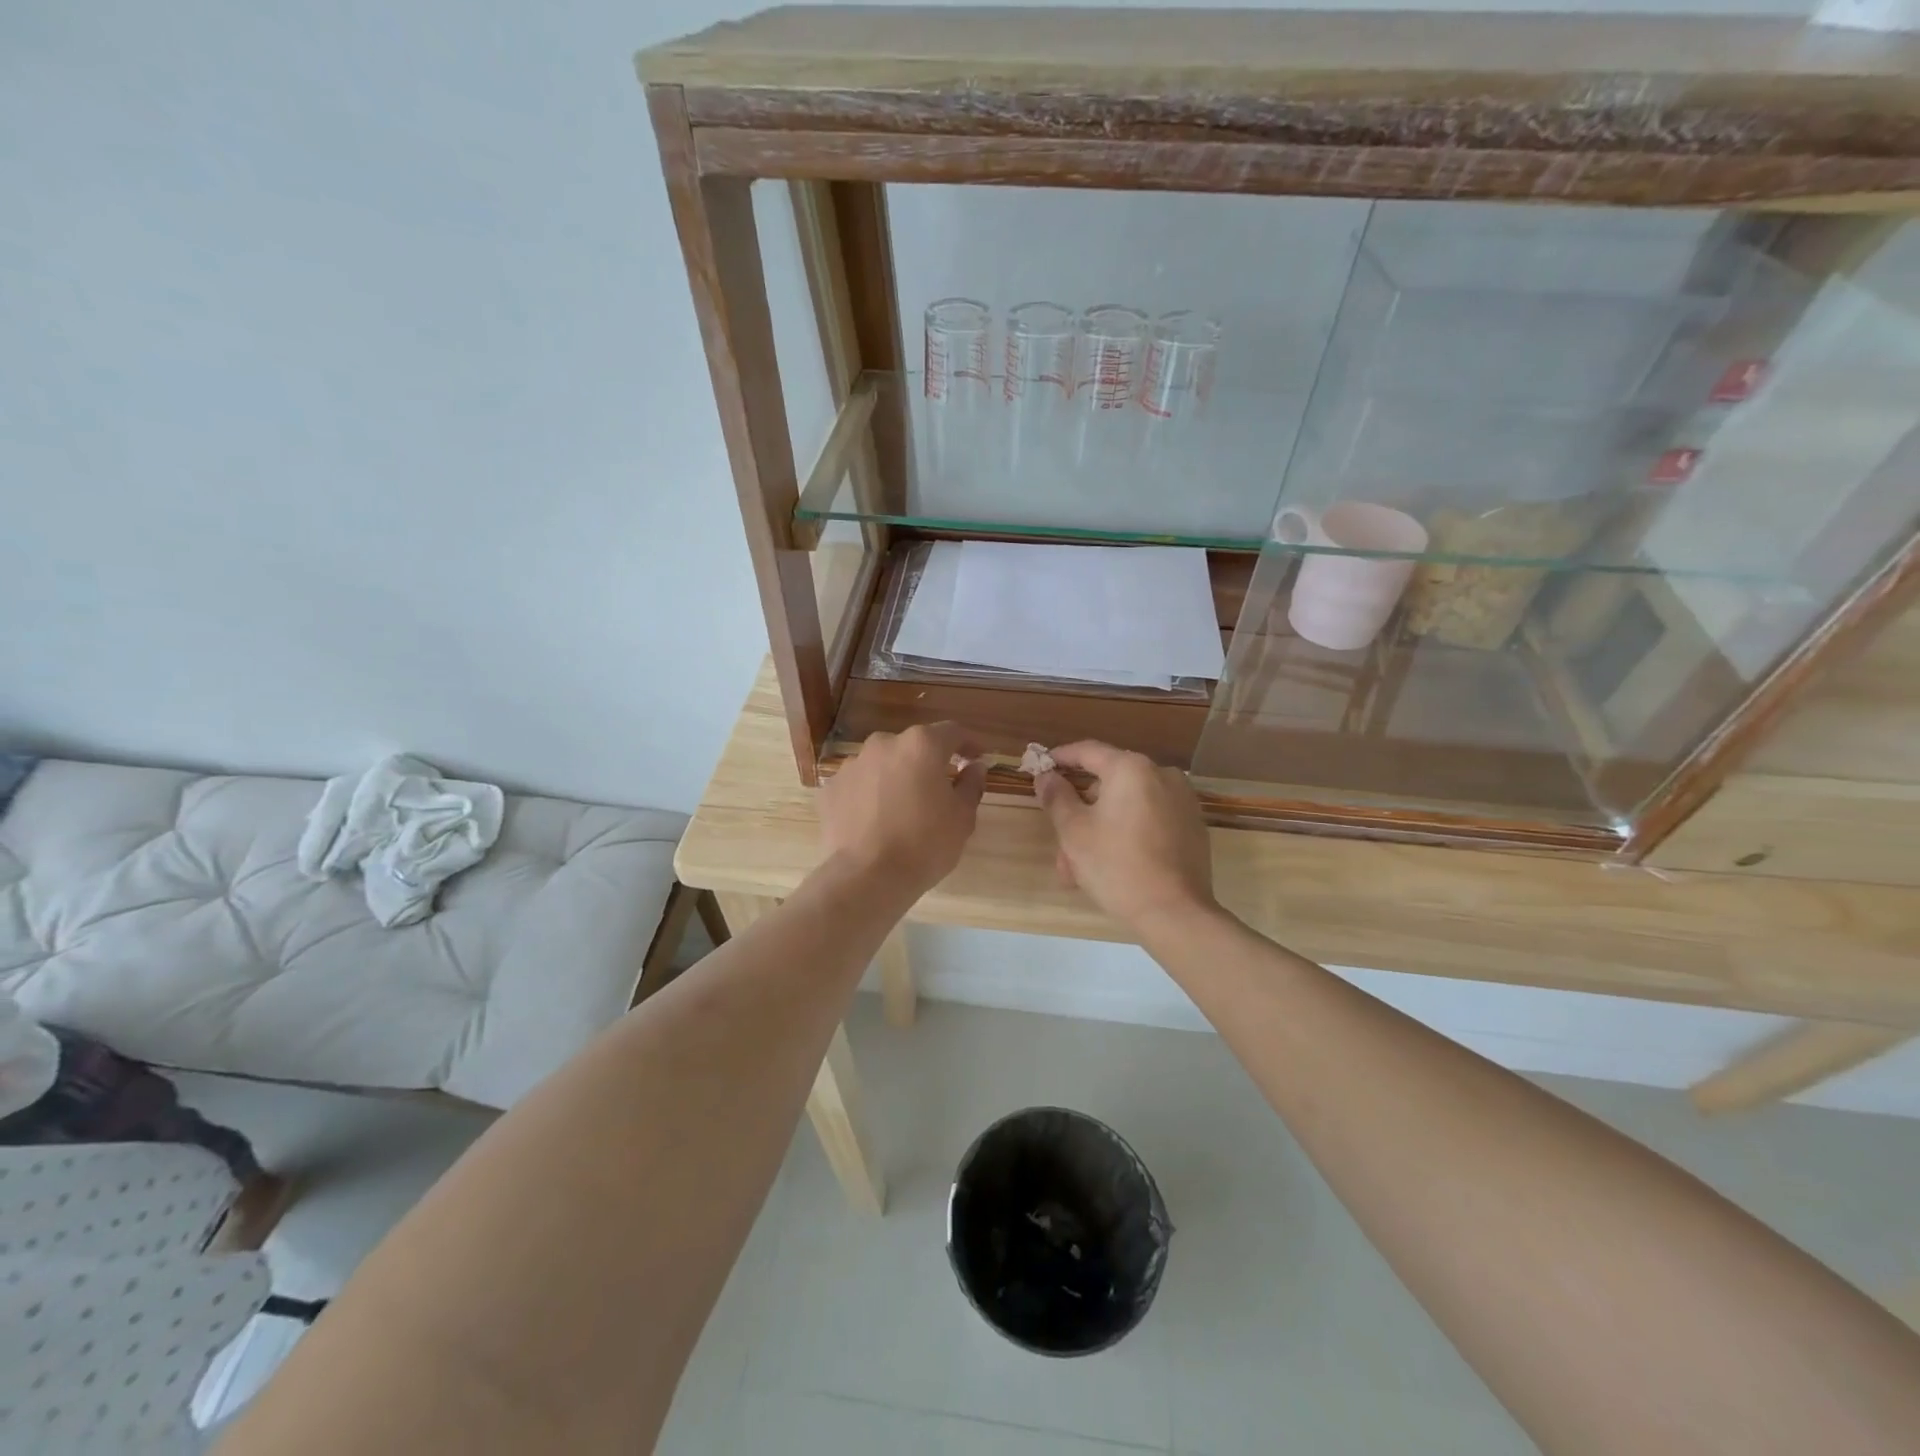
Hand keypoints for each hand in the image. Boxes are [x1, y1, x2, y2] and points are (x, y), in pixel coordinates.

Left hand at [818, 723, 986, 900]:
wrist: (866, 878)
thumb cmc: (924, 844)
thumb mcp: (962, 818)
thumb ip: (971, 785)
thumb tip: (974, 766)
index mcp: (921, 745)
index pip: (952, 732)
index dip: (968, 743)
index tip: (976, 758)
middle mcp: (884, 744)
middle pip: (913, 746)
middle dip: (928, 762)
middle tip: (939, 789)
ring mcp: (852, 764)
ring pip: (883, 764)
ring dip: (897, 777)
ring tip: (903, 808)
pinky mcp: (831, 788)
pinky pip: (859, 784)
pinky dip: (870, 794)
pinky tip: (876, 820)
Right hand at [1035, 741, 1216, 933]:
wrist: (1175, 913)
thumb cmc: (1117, 866)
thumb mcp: (1074, 832)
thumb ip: (1057, 796)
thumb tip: (1046, 776)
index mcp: (1131, 769)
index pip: (1088, 751)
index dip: (1060, 758)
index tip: (1041, 767)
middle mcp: (1162, 774)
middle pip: (1109, 783)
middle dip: (1080, 810)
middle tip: (1060, 840)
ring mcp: (1182, 801)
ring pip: (1128, 805)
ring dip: (1101, 827)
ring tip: (1080, 867)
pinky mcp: (1193, 826)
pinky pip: (1149, 819)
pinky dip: (1128, 833)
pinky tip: (1113, 864)